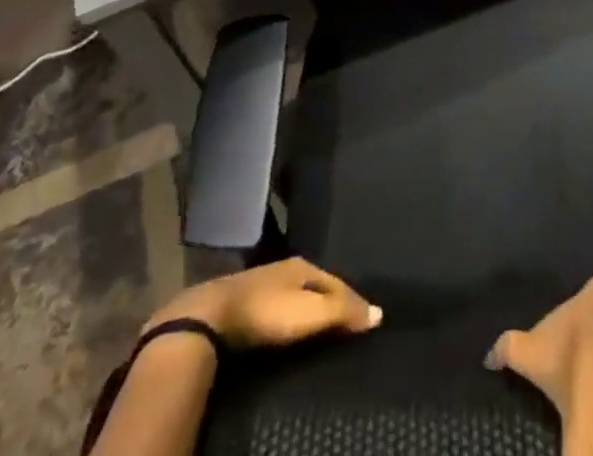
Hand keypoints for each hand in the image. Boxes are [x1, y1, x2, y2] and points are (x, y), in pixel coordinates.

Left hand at [145, 257, 382, 349]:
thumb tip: (379, 312)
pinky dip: (295, 315)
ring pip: (299, 295)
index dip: (354, 301)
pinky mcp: (249, 302)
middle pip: (319, 286)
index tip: (369, 320)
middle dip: (335, 301)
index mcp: (304, 265)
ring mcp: (266, 283)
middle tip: (351, 322)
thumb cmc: (267, 313)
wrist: (213, 316)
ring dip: (314, 308)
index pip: (339, 282)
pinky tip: (295, 327)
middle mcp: (287, 268)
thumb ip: (343, 312)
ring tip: (327, 326)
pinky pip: (283, 306)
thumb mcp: (310, 313)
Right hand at [484, 260, 592, 455]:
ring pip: (572, 321)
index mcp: (539, 348)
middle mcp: (557, 319)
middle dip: (538, 348)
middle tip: (539, 368)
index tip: (489, 360)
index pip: (509, 348)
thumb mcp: (586, 435)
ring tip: (575, 358)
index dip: (498, 355)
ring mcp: (588, 301)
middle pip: (540, 331)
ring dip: (572, 339)